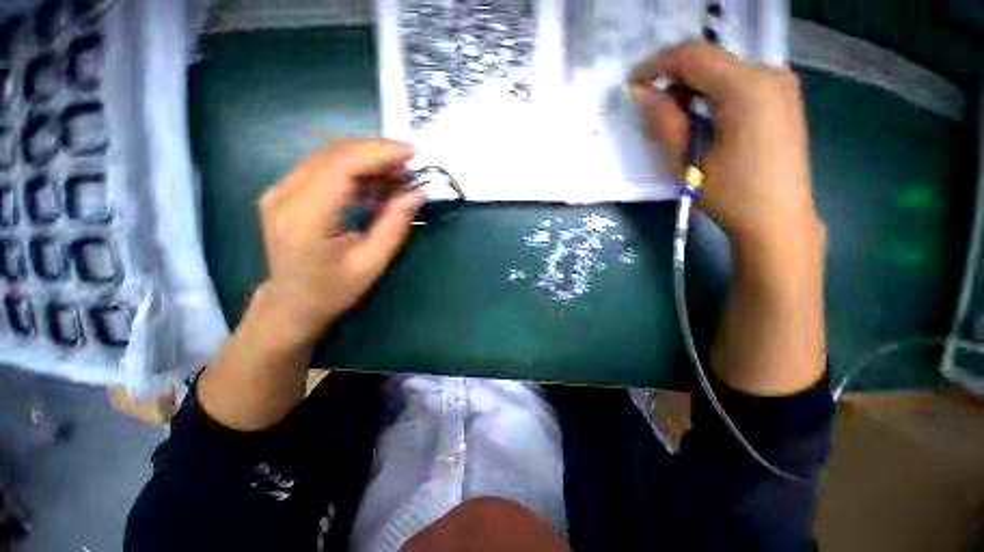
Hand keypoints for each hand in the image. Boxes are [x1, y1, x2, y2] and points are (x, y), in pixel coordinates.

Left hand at [256, 139, 422, 344]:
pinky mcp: (285, 191)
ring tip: (396, 178)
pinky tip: (374, 185)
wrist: (292, 302)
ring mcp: (280, 190)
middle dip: (376, 153)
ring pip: (328, 156)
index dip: (379, 153)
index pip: (342, 165)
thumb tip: (416, 193)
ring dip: (366, 161)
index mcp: (305, 217)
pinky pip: (322, 167)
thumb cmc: (333, 289)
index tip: (411, 152)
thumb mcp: (372, 263)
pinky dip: (353, 170)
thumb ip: (394, 226)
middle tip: (408, 168)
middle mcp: (284, 195)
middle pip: (334, 154)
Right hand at [629, 41, 823, 252]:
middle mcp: (769, 74)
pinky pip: (738, 82)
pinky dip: (712, 94)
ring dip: (692, 89)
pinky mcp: (782, 97)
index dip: (657, 64)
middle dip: (675, 80)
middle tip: (654, 111)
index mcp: (747, 88)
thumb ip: (663, 122)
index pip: (694, 56)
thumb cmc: (730, 195)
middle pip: (710, 61)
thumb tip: (642, 94)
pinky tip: (703, 121)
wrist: (777, 219)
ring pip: (723, 71)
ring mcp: (780, 84)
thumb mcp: (686, 161)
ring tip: (677, 122)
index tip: (633, 84)